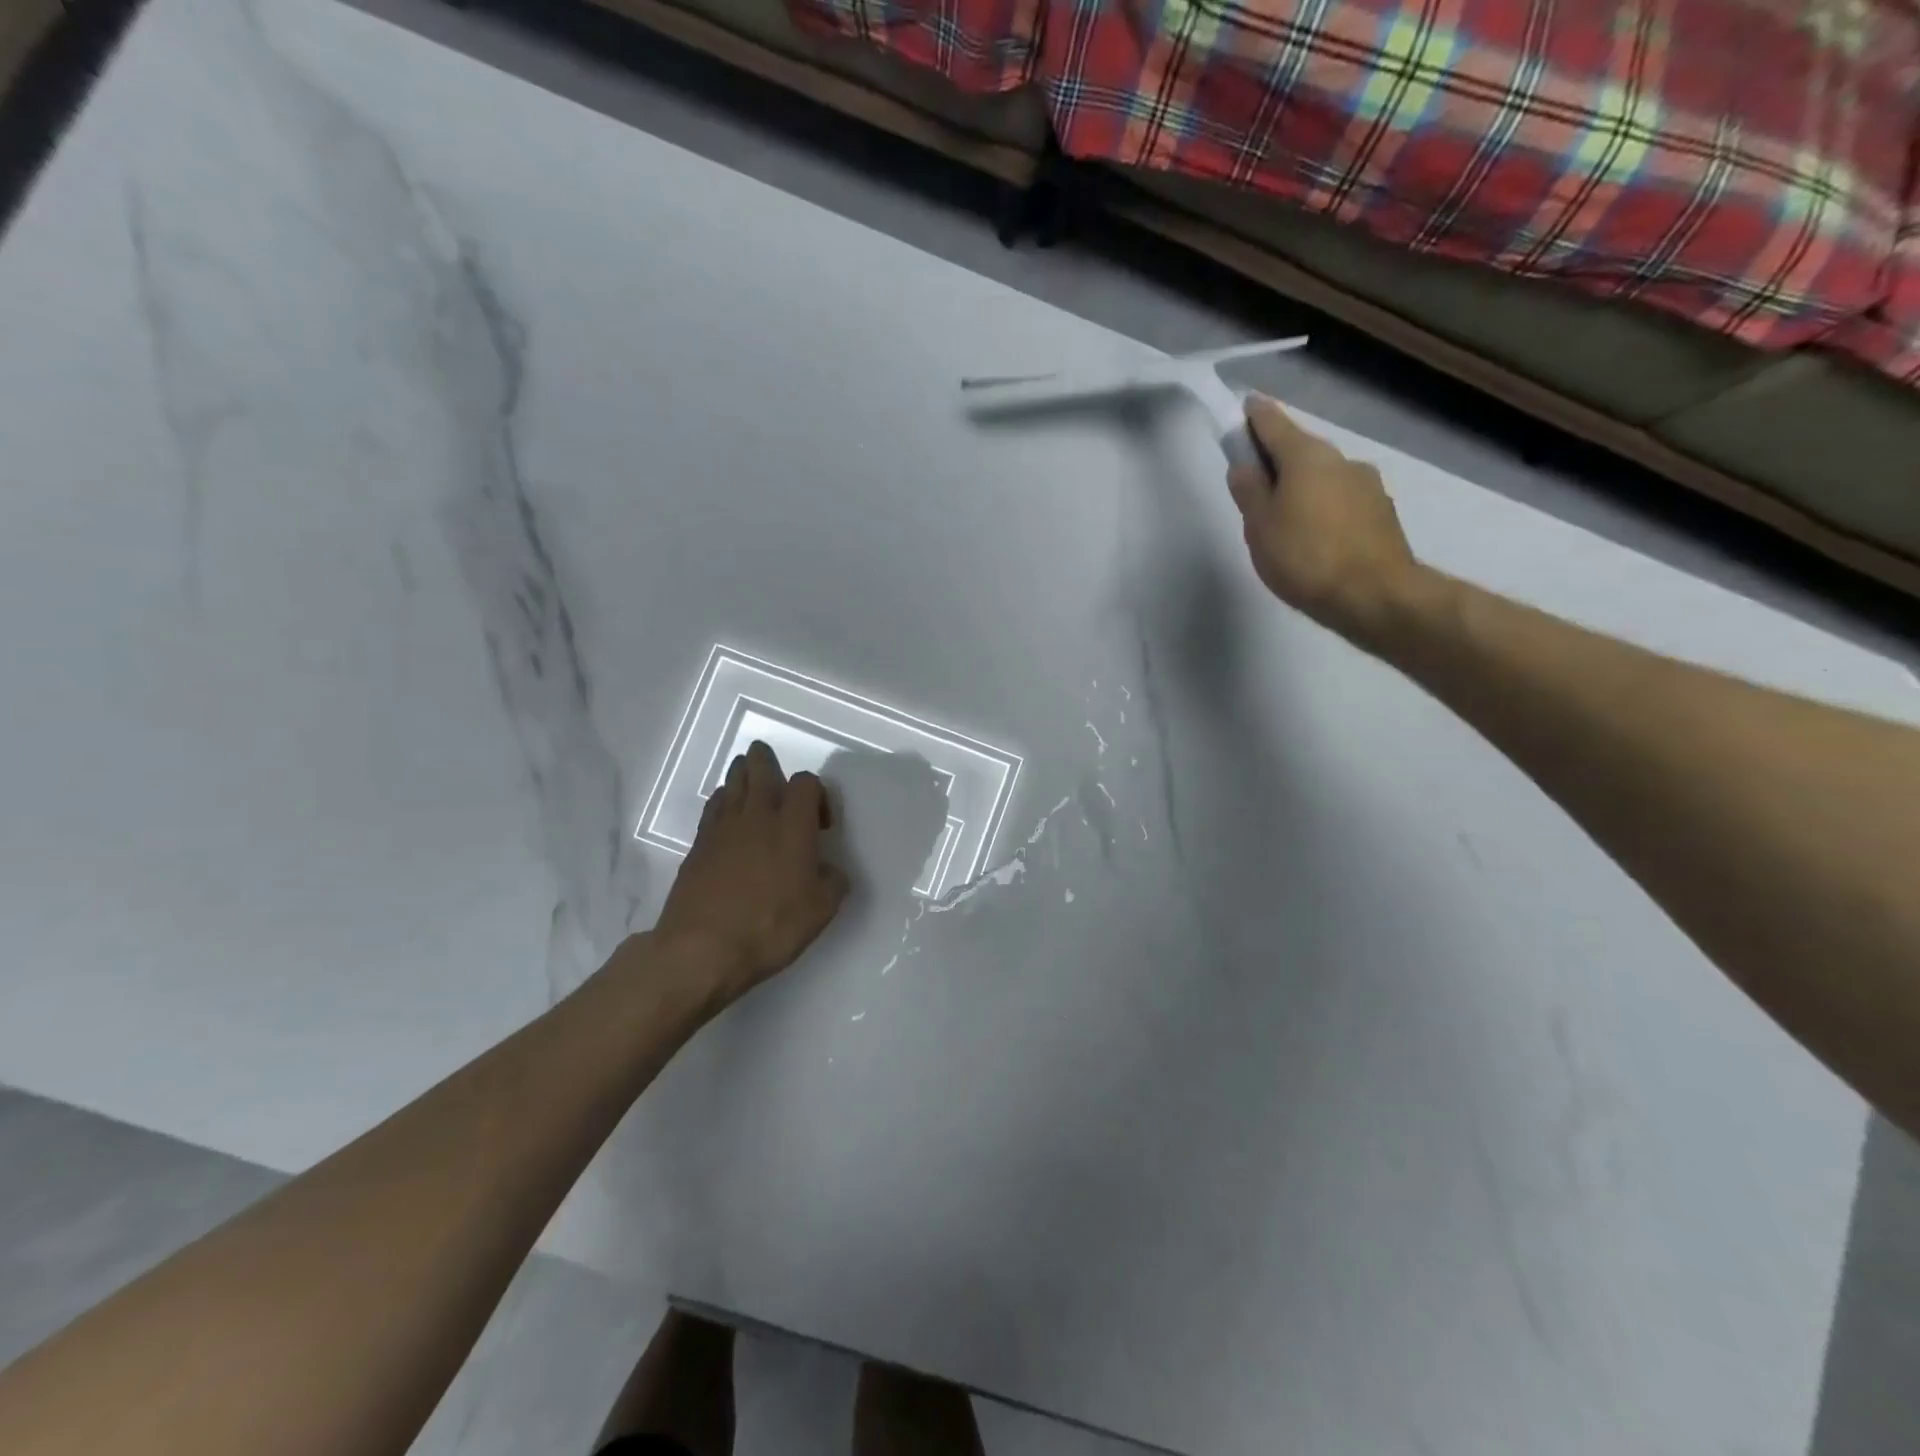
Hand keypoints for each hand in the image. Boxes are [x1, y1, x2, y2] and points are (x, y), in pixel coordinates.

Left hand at [651, 740, 849, 1006]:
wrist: (702, 949)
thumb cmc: (770, 927)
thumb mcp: (821, 911)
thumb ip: (832, 882)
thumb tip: (828, 871)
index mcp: (792, 826)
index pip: (806, 783)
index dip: (817, 793)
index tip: (822, 824)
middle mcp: (757, 816)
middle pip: (759, 769)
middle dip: (766, 761)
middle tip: (769, 761)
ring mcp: (722, 828)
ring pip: (732, 783)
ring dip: (742, 776)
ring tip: (749, 780)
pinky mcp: (698, 846)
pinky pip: (713, 808)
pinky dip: (723, 801)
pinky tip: (727, 814)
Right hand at [1227, 395, 1424, 650]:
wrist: (1375, 596)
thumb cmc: (1306, 558)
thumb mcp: (1260, 528)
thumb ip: (1249, 492)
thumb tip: (1244, 466)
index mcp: (1306, 456)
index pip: (1273, 423)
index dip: (1253, 416)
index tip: (1240, 412)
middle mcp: (1341, 459)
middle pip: (1300, 449)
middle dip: (1276, 459)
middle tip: (1253, 485)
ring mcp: (1366, 484)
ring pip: (1322, 475)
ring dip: (1302, 486)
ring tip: (1284, 520)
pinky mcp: (1380, 512)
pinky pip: (1340, 498)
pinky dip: (1323, 506)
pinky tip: (1314, 536)